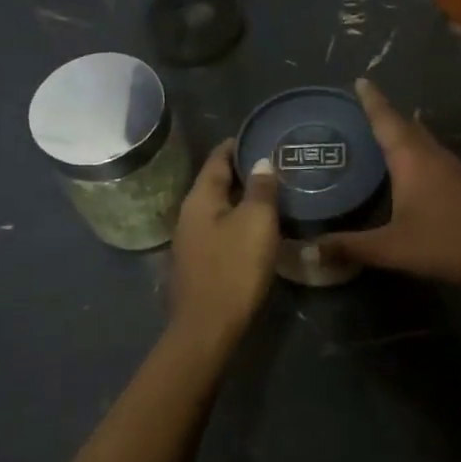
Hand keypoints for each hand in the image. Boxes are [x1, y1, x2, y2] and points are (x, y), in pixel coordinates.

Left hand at [169, 139, 280, 347]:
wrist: (208, 326)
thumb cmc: (234, 268)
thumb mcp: (256, 222)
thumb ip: (261, 189)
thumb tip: (261, 162)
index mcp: (200, 199)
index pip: (217, 160)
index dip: (235, 145)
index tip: (256, 135)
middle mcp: (189, 215)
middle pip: (215, 184)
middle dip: (241, 172)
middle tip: (271, 163)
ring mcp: (191, 242)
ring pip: (218, 208)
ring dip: (240, 198)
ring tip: (269, 193)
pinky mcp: (199, 264)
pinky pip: (220, 230)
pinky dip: (237, 221)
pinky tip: (256, 228)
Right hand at [318, 79, 460, 291]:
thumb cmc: (446, 244)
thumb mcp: (392, 248)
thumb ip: (351, 247)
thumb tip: (312, 250)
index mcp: (412, 160)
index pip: (386, 120)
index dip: (371, 100)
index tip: (359, 80)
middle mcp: (432, 155)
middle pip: (406, 125)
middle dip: (384, 114)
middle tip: (361, 107)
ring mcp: (453, 168)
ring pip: (422, 139)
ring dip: (402, 131)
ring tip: (380, 132)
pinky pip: (432, 154)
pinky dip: (415, 150)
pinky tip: (410, 166)